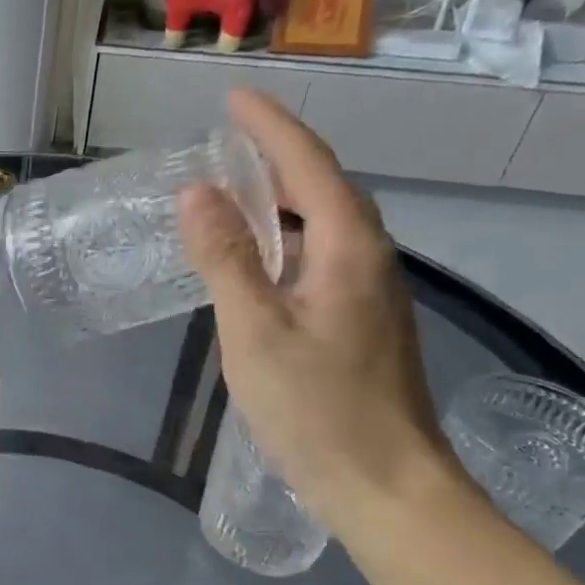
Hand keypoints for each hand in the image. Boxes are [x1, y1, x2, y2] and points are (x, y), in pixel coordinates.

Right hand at [177, 89, 456, 532]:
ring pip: (324, 226)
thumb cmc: (317, 409)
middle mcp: (369, 259)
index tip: (232, 99)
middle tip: (226, 144)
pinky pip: (321, 259)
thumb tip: (197, 193)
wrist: (386, 485)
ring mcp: (371, 294)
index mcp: (348, 249)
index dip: (269, 127)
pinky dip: (286, 242)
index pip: (307, 165)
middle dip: (276, 156)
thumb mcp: (255, 332)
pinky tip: (259, 263)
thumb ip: (225, 260)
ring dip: (281, 200)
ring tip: (235, 194)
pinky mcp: (362, 324)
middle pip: (323, 188)